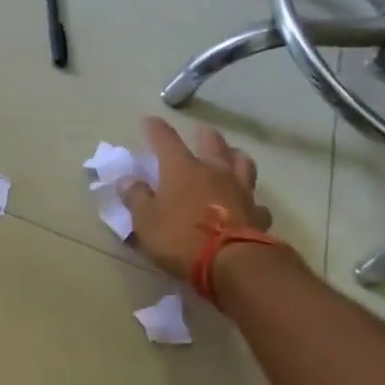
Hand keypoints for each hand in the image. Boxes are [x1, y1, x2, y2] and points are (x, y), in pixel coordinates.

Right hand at [122, 117, 275, 281]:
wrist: (231, 262)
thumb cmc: (179, 238)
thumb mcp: (146, 221)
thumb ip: (136, 198)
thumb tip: (127, 180)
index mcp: (182, 169)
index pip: (166, 140)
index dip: (156, 129)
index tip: (149, 121)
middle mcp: (214, 171)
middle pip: (212, 143)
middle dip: (204, 136)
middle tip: (200, 134)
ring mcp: (240, 190)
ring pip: (242, 163)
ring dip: (234, 157)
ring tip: (230, 157)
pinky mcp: (257, 213)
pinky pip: (255, 201)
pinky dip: (250, 200)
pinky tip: (247, 205)